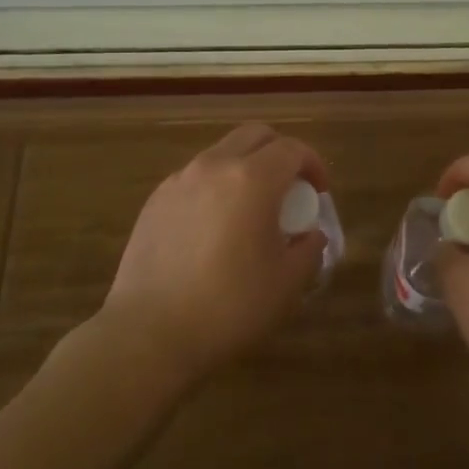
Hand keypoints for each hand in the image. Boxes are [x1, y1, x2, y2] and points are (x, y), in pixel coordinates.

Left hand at [99, 122, 326, 383]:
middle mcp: (215, 166)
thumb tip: (311, 234)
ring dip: (245, 167)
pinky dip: (215, 185)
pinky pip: (195, 176)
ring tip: (251, 208)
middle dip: (280, 152)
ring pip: (222, 152)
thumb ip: (308, 249)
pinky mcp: (155, 200)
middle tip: (290, 188)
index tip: (319, 192)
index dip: (313, 164)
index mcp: (252, 179)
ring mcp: (180, 180)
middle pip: (255, 134)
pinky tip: (215, 226)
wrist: (149, 334)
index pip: (292, 149)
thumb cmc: (229, 307)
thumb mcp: (286, 283)